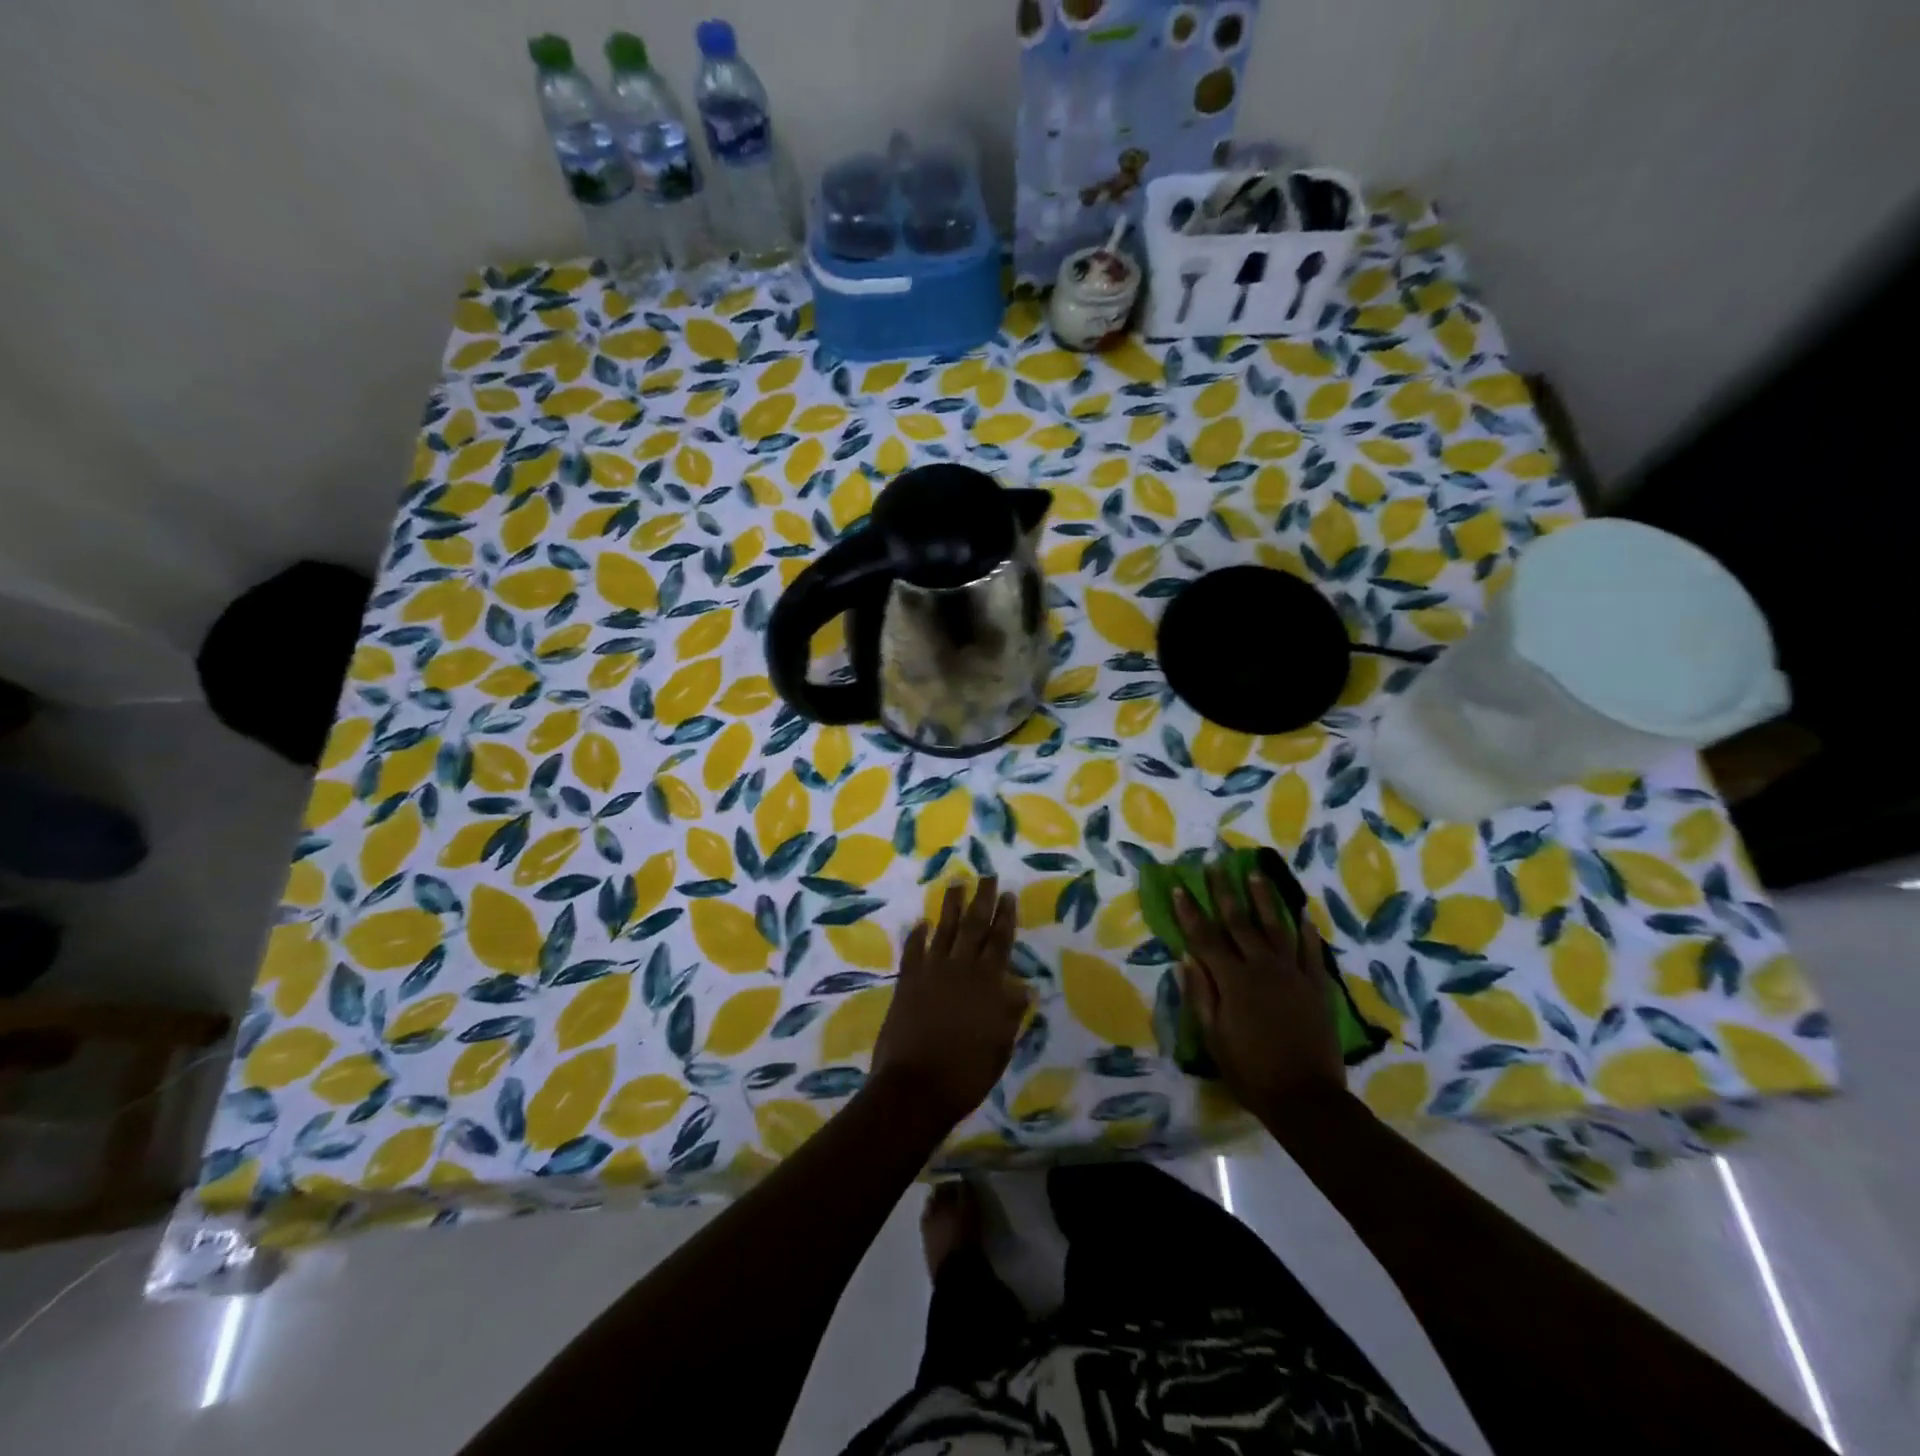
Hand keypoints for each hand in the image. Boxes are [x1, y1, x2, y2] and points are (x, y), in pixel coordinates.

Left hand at [869, 878, 1028, 1130]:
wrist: (916, 1087)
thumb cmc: (966, 1073)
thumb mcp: (1000, 1046)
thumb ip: (1010, 1013)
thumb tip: (1024, 987)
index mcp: (988, 984)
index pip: (1000, 942)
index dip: (1005, 917)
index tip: (1007, 893)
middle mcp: (960, 969)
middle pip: (974, 927)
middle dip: (982, 900)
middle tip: (986, 875)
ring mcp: (931, 973)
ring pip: (944, 931)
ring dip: (951, 906)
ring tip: (956, 883)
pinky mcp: (907, 982)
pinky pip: (913, 951)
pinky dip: (917, 936)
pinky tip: (921, 922)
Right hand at [1176, 863, 1345, 1115]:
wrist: (1306, 1098)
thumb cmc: (1250, 1071)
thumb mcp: (1213, 1037)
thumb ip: (1200, 994)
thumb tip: (1186, 957)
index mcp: (1233, 980)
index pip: (1205, 937)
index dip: (1189, 911)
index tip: (1179, 886)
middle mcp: (1262, 967)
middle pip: (1239, 922)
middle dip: (1224, 891)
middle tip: (1215, 864)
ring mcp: (1293, 974)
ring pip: (1276, 926)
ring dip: (1264, 898)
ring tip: (1256, 874)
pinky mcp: (1316, 986)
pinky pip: (1310, 950)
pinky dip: (1306, 931)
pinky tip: (1302, 913)